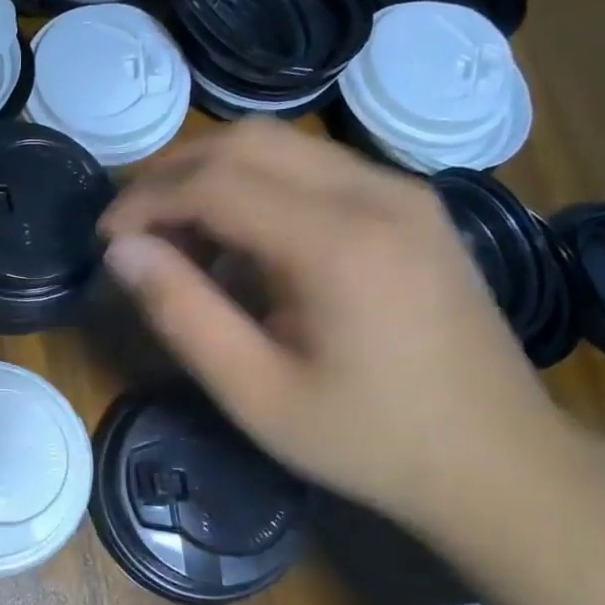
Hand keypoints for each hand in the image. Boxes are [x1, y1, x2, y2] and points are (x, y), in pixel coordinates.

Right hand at [99, 121, 573, 534]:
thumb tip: (121, 251)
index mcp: (339, 243)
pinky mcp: (411, 205)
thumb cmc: (367, 440)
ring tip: (176, 237)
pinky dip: (255, 186)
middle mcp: (378, 193)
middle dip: (171, 173)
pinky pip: (313, 168)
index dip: (145, 201)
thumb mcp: (254, 394)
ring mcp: (404, 191)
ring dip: (211, 175)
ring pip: (280, 145)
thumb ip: (181, 314)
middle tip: (130, 226)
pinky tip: (239, 242)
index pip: (215, 181)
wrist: (500, 463)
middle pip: (247, 141)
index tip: (104, 239)